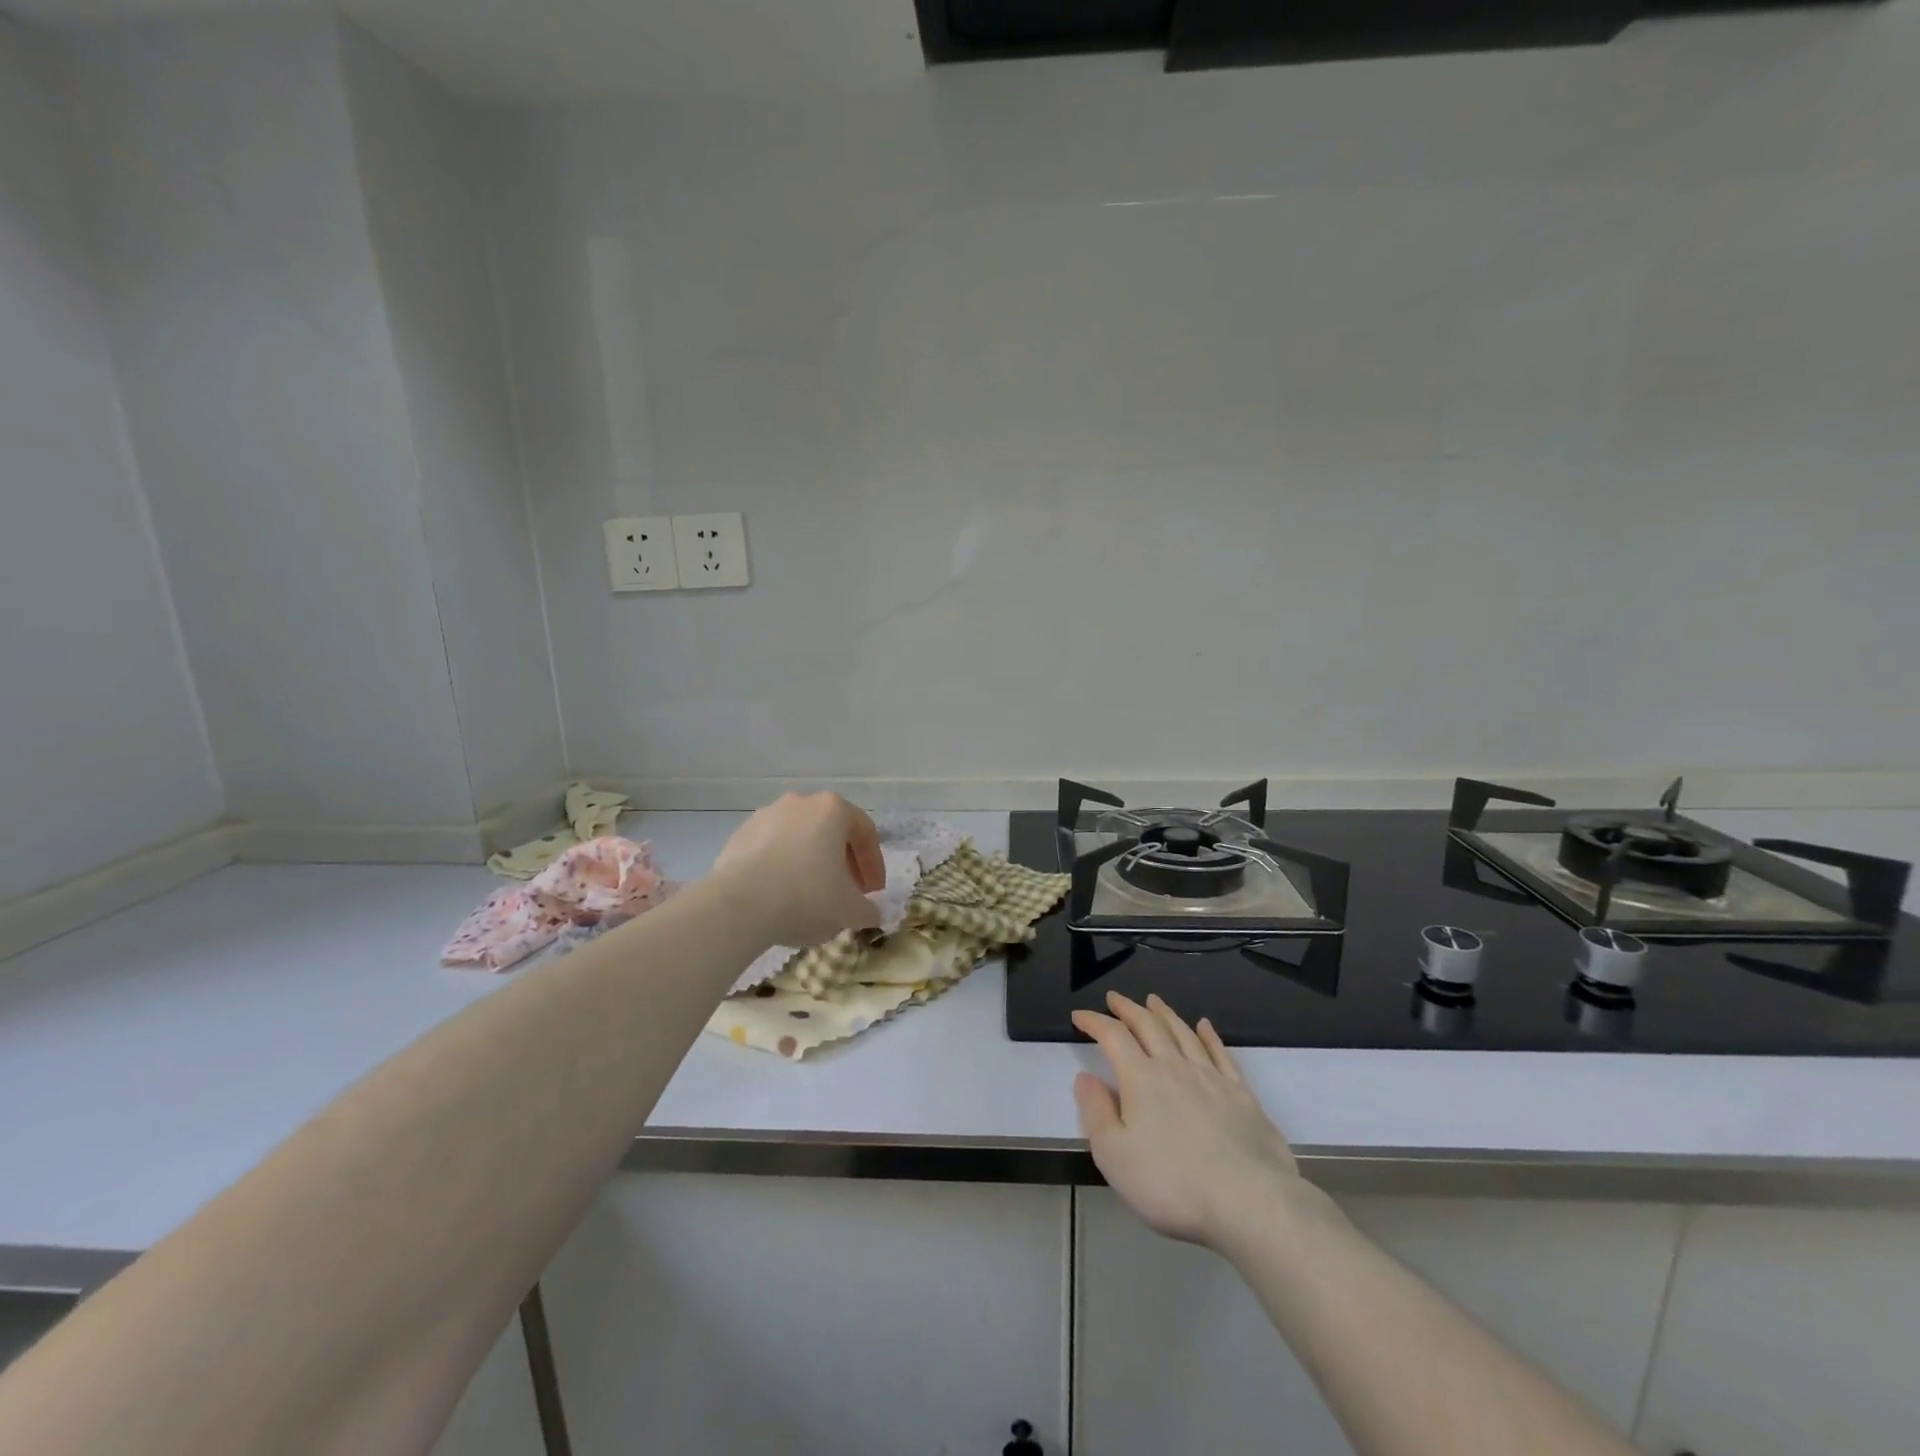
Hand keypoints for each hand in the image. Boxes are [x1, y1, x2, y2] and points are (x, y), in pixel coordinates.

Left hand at [710, 793, 885, 947]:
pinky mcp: (739, 836)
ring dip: (810, 864)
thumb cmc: (807, 897)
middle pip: (831, 832)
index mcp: (833, 809)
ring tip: (810, 897)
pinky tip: (779, 896)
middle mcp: (800, 803)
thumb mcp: (850, 910)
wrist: (739, 905)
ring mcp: (765, 816)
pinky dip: (781, 868)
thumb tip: (869, 912)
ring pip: (799, 840)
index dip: (874, 865)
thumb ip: (867, 909)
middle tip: (845, 894)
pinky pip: (770, 851)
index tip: (873, 893)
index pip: (865, 833)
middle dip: (842, 864)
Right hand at [1073, 992, 1308, 1250]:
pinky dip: (1209, 1035)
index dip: (1094, 1022)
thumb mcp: (1114, 1155)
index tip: (1079, 1015)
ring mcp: (1211, 1077)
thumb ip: (1096, 1112)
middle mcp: (1175, 1067)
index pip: (1113, 1036)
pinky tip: (1205, 1026)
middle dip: (1128, 1009)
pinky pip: (1220, 1053)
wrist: (1250, 1202)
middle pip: (1149, 1026)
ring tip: (1153, 1001)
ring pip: (1183, 1033)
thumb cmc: (1172, 1183)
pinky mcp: (1241, 1094)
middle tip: (1115, 997)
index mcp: (1141, 1078)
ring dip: (1165, 1014)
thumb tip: (1085, 1077)